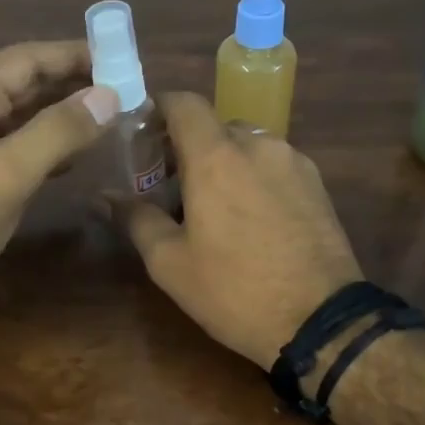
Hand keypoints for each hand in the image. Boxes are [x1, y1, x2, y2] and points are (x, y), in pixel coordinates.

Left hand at [0, 41, 118, 335]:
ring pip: (21, 119)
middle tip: (125, 87)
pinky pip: (14, 151)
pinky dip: (47, 149)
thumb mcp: (6, 174)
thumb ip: (58, 131)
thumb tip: (109, 95)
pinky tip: (74, 159)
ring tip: (110, 117)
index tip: (122, 56)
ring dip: (63, 116)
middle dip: (72, 83)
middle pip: (23, 85)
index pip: (26, 59)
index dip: (74, 54)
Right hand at [107, 92, 361, 367]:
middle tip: (171, 187)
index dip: (159, 109)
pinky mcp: (318, 185)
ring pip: (248, 146)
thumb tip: (103, 196)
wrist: (322, 321)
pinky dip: (254, 178)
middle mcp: (259, 145)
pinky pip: (274, 166)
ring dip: (224, 164)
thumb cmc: (235, 291)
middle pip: (215, 126)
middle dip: (189, 147)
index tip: (143, 135)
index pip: (184, 103)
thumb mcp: (171, 263)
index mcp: (217, 157)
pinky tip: (251, 221)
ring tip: (213, 208)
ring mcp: (295, 163)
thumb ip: (136, 219)